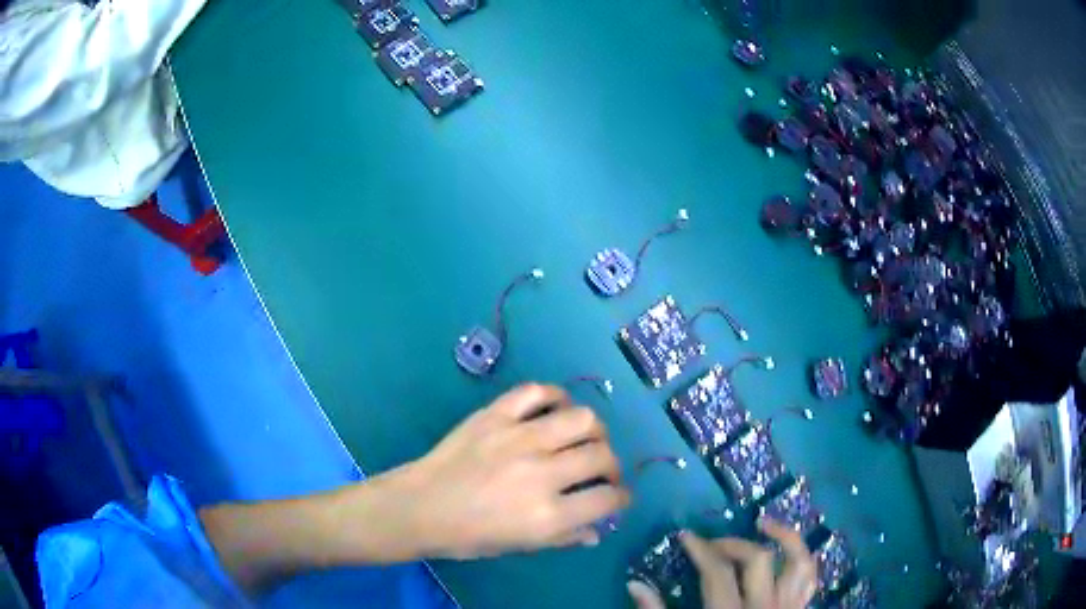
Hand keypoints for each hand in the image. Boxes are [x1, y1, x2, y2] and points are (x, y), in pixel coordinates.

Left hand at [398, 383, 629, 558]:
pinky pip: (537, 392)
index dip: (622, 498)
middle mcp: (541, 473)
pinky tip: (556, 409)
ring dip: (594, 431)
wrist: (419, 507)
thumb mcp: (520, 546)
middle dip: (613, 465)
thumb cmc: (468, 536)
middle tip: (602, 470)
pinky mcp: (496, 415)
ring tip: (585, 438)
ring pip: (582, 419)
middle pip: (602, 456)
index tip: (618, 496)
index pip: (608, 499)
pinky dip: (555, 397)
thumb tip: (597, 531)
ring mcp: (518, 438)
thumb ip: (564, 537)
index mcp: (547, 515)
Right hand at [627, 519, 817, 608]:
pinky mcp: (801, 608)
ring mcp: (788, 605)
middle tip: (712, 544)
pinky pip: (810, 577)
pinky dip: (802, 559)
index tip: (685, 536)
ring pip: (797, 560)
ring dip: (784, 537)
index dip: (700, 548)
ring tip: (763, 524)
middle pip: (757, 558)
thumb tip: (635, 584)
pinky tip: (787, 552)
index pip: (717, 571)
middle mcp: (764, 605)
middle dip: (733, 543)